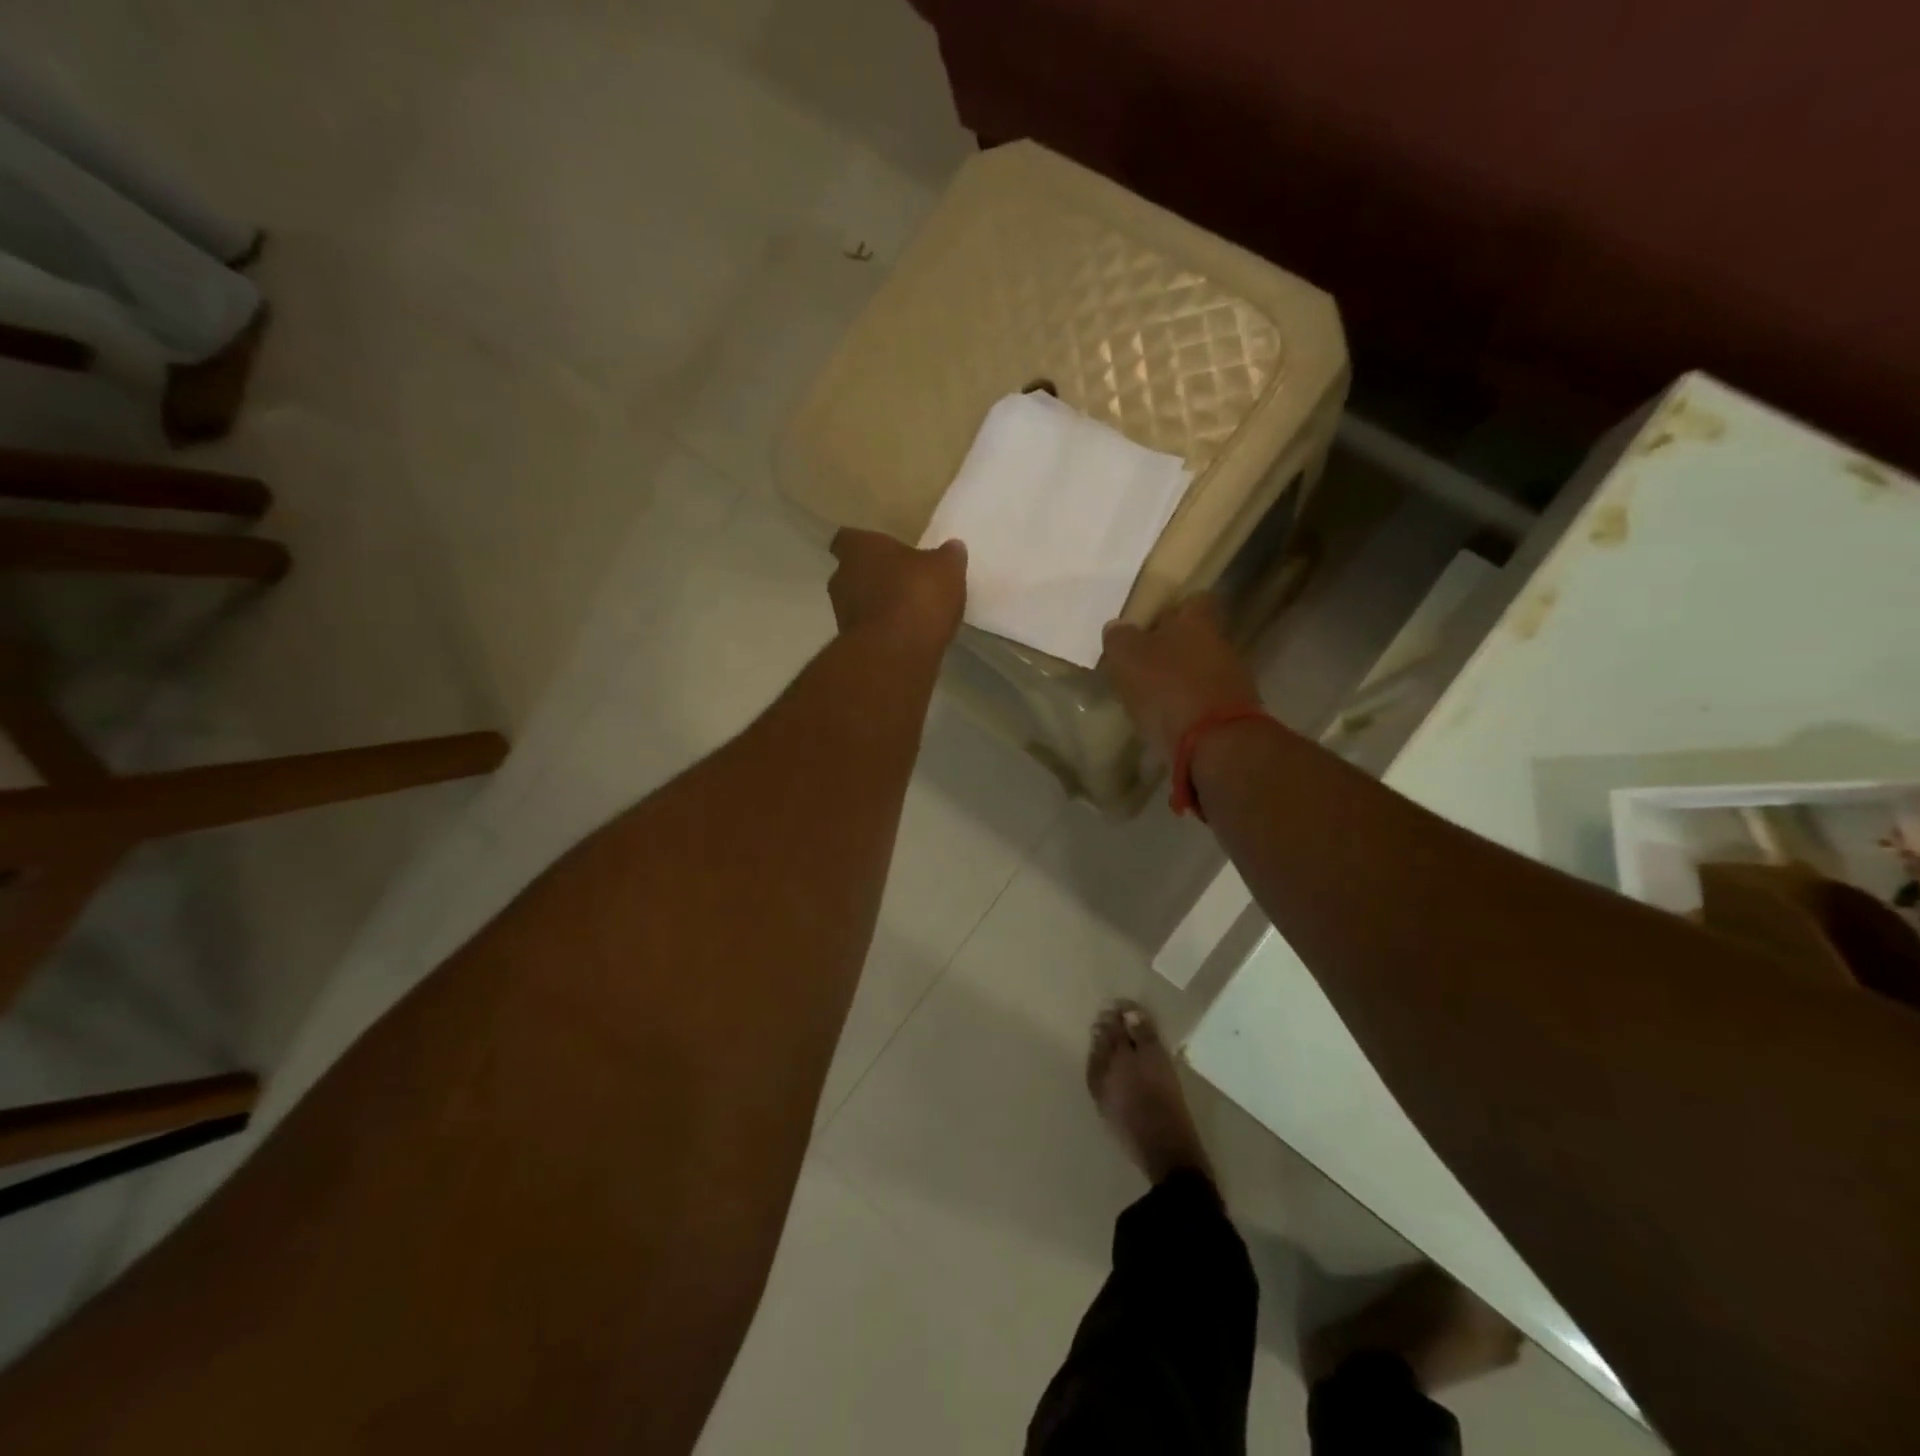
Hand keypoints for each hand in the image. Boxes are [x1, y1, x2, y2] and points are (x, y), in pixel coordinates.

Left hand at [828, 528, 966, 650]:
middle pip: (852, 572)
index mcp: (860, 549)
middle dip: (872, 576)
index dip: (864, 544)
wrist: (897, 653)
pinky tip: (904, 634)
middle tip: (899, 580)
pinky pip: (867, 629)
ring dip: (876, 605)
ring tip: (905, 610)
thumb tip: (953, 548)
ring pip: (857, 602)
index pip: (849, 538)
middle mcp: (842, 577)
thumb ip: (948, 556)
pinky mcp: (851, 643)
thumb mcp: (946, 569)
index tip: (881, 551)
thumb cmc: (917, 595)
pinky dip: (882, 630)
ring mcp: (842, 613)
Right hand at [1099, 595, 1261, 762]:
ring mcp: (1233, 682)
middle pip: (1197, 639)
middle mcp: (1221, 645)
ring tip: (1151, 700)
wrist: (1216, 744)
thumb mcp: (1128, 658)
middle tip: (1143, 665)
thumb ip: (1120, 638)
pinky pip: (1206, 704)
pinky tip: (1167, 724)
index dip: (1175, 609)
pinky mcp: (1234, 715)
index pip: (1194, 600)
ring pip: (1202, 672)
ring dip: (1180, 682)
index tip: (1152, 623)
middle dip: (1173, 650)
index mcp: (1197, 622)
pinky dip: (1188, 710)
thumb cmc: (1167, 688)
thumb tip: (1118, 628)